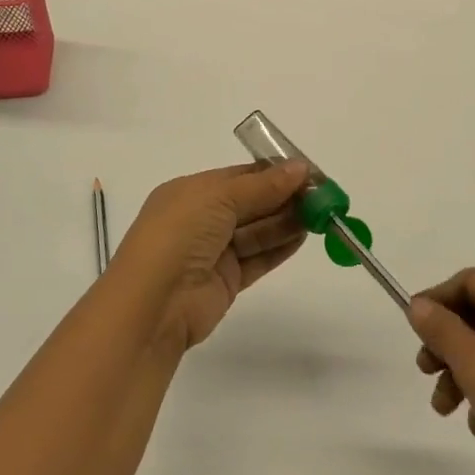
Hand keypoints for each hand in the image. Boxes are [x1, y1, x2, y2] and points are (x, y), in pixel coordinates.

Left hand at [115, 162, 309, 350]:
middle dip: (285, 197)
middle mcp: (201, 218)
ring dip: (287, 221)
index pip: (239, 176)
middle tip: (322, 196)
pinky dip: (280, 247)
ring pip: (257, 230)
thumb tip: (301, 168)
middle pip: (252, 202)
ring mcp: (213, 251)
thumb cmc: (179, 235)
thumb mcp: (219, 198)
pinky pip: (258, 258)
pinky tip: (304, 237)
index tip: (308, 173)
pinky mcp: (225, 281)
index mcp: (191, 191)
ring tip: (321, 215)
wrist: (152, 305)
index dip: (274, 173)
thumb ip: (263, 186)